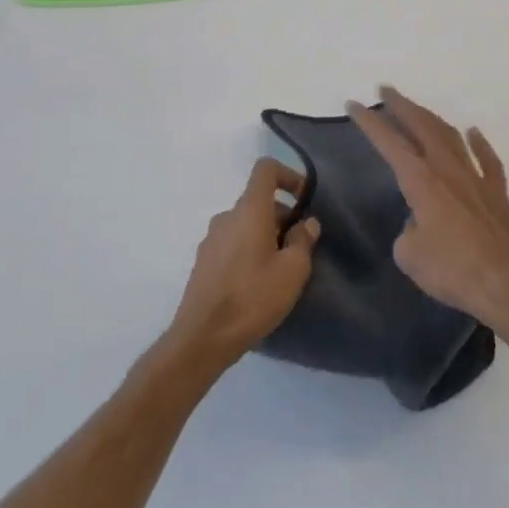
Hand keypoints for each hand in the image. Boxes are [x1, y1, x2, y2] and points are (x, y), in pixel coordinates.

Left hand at [165, 160, 319, 370]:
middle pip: (258, 201)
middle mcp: (227, 216)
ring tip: (280, 271)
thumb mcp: (292, 271)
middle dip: (283, 217)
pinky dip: (249, 251)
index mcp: (249, 210)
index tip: (304, 200)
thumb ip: (303, 241)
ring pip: (246, 224)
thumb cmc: (252, 297)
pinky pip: (233, 243)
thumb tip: (306, 223)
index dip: (288, 175)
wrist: (202, 338)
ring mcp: (211, 239)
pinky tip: (257, 285)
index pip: (266, 169)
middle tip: (300, 249)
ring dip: (267, 237)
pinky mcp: (204, 262)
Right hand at [348, 87, 508, 337]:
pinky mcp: (498, 194)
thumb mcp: (410, 256)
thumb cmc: (453, 270)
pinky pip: (488, 160)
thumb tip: (418, 225)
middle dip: (401, 105)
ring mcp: (476, 178)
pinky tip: (473, 133)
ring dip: (431, 118)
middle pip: (421, 126)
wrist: (508, 286)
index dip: (369, 121)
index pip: (389, 142)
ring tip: (417, 109)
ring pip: (451, 136)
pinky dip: (479, 143)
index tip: (353, 104)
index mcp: (421, 181)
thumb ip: (408, 232)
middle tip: (385, 90)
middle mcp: (447, 170)